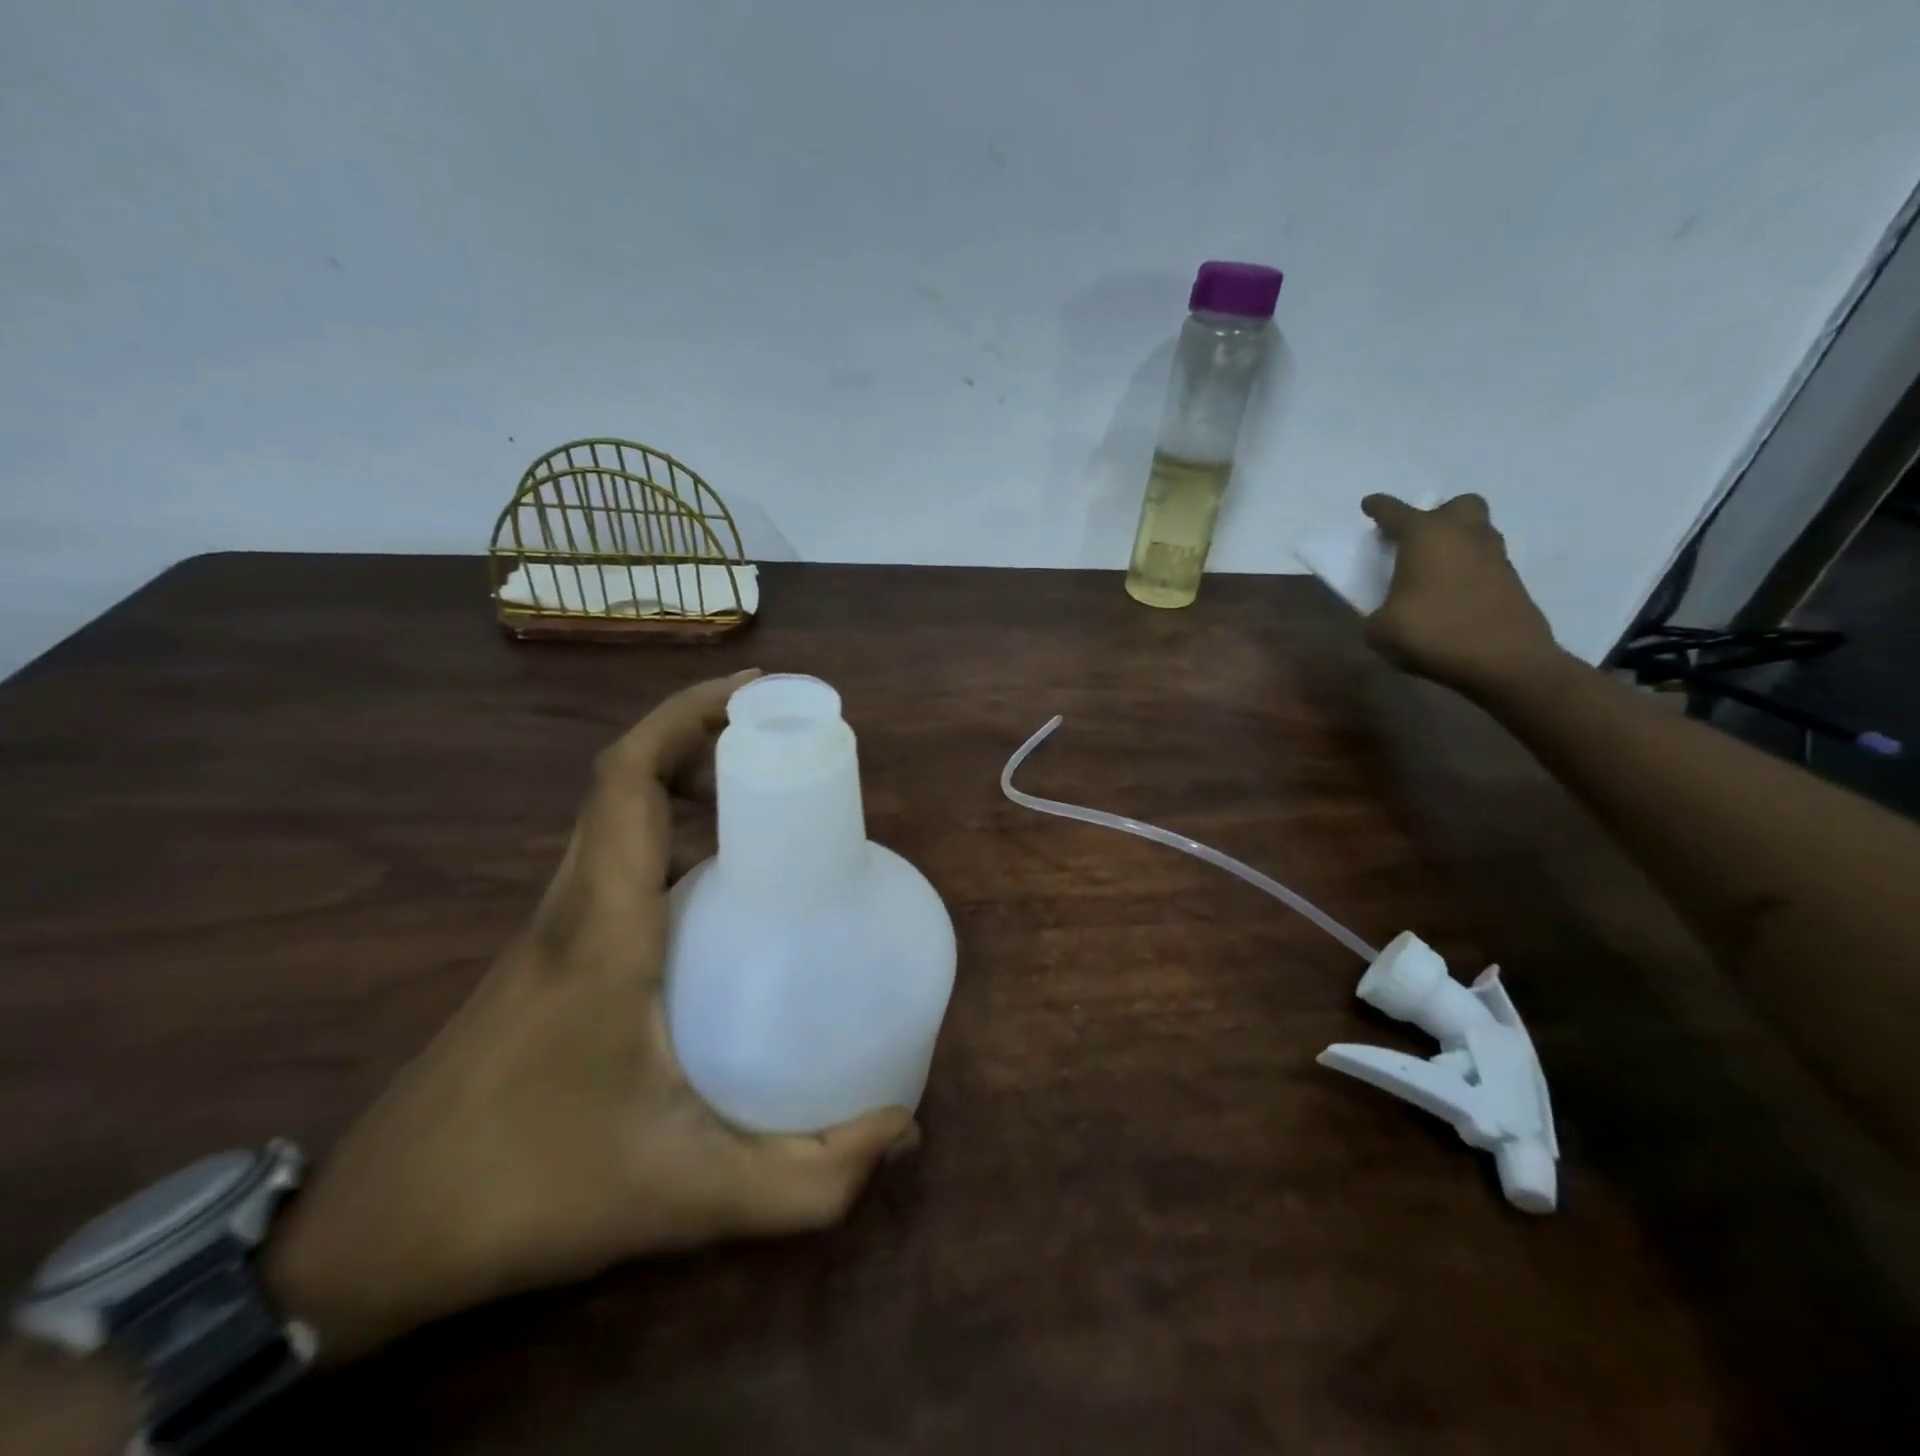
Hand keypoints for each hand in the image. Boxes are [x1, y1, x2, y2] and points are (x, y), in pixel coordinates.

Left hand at [265, 672, 914, 1363]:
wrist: (374, 1238)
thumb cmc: (530, 1192)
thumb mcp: (687, 1195)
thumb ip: (808, 1181)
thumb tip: (904, 1131)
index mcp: (602, 927)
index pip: (626, 780)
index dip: (688, 716)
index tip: (761, 698)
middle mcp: (572, 905)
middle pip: (623, 780)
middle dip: (703, 736)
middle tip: (784, 744)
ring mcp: (551, 927)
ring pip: (614, 816)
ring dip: (682, 781)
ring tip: (763, 797)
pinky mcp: (547, 954)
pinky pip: (611, 859)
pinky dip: (665, 833)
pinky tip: (718, 883)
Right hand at [1360, 494, 1561, 698]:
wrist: (1505, 661)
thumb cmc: (1434, 634)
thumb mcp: (1381, 630)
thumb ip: (1375, 614)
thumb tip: (1384, 614)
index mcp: (1425, 538)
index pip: (1396, 512)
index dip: (1380, 508)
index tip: (1369, 505)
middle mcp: (1463, 536)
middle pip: (1457, 506)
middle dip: (1437, 515)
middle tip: (1417, 539)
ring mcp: (1494, 557)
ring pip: (1477, 531)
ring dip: (1456, 541)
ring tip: (1434, 569)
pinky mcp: (1512, 581)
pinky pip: (1485, 562)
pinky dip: (1468, 569)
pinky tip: (1452, 593)